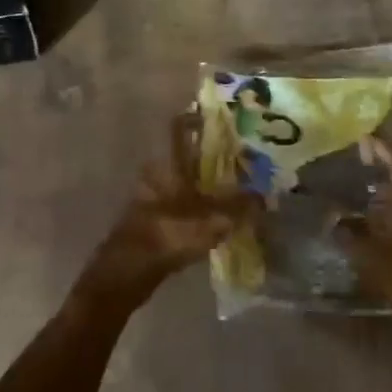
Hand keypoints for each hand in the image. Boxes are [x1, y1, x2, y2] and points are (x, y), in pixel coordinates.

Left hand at [80, 114, 255, 309]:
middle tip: (245, 157)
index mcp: (168, 164)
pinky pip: (184, 203)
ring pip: (187, 181)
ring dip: (210, 183)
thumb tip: (265, 196)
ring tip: (241, 186)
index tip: (226, 118)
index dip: (200, 119)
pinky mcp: (155, 219)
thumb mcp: (210, 222)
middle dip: (215, 156)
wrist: (126, 273)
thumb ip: (239, 207)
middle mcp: (159, 174)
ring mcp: (155, 197)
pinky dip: (202, 205)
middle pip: (189, 156)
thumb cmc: (165, 237)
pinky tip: (222, 215)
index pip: (181, 128)